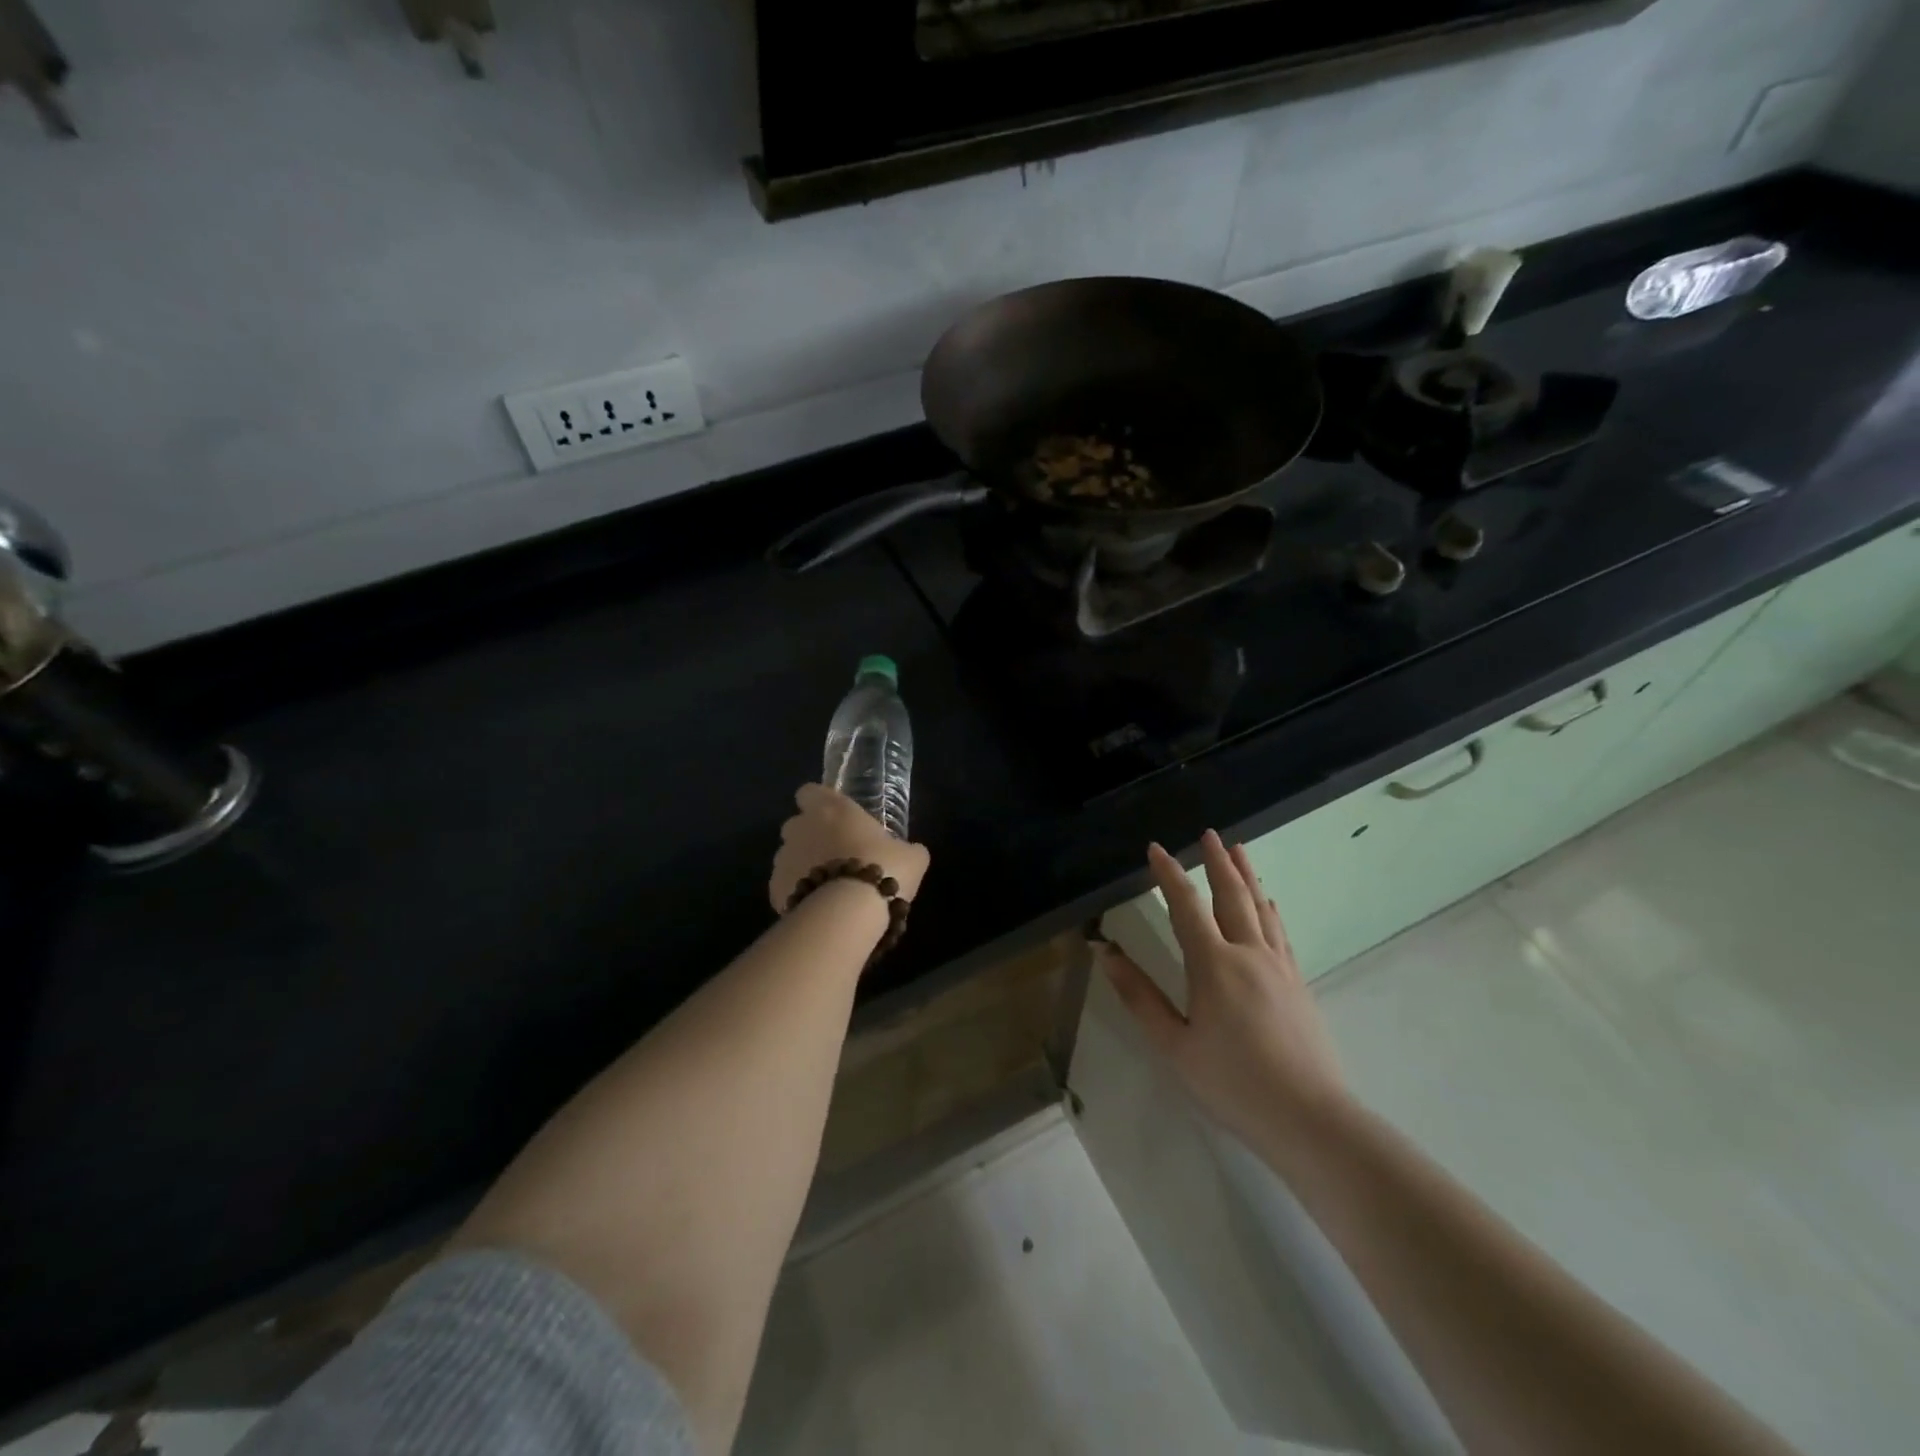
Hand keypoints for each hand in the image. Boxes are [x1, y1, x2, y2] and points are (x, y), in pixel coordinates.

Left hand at [769, 783, 930, 913]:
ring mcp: (784, 859)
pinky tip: (818, 908)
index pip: (809, 792)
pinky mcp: (775, 889)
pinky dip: (798, 893)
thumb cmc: (883, 869)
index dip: (819, 803)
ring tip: (829, 888)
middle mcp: (802, 828)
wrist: (849, 912)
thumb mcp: (911, 857)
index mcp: (832, 809)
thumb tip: (911, 852)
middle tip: (836, 855)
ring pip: (789, 857)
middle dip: (810, 837)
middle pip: (796, 825)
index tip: (834, 817)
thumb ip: (906, 849)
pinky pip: (785, 886)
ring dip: (803, 866)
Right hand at [1098, 830, 1346, 1151]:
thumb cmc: (1232, 1083)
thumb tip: (1106, 952)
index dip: (1169, 875)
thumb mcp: (1174, 1045)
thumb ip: (1139, 996)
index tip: (1155, 849)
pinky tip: (1270, 904)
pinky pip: (1280, 933)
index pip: (1187, 907)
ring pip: (1261, 908)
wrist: (1310, 1118)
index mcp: (1213, 965)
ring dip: (1247, 876)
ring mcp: (1278, 967)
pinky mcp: (1297, 984)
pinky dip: (1270, 910)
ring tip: (1238, 850)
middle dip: (1217, 863)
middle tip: (1208, 834)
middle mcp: (1248, 954)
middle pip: (1232, 896)